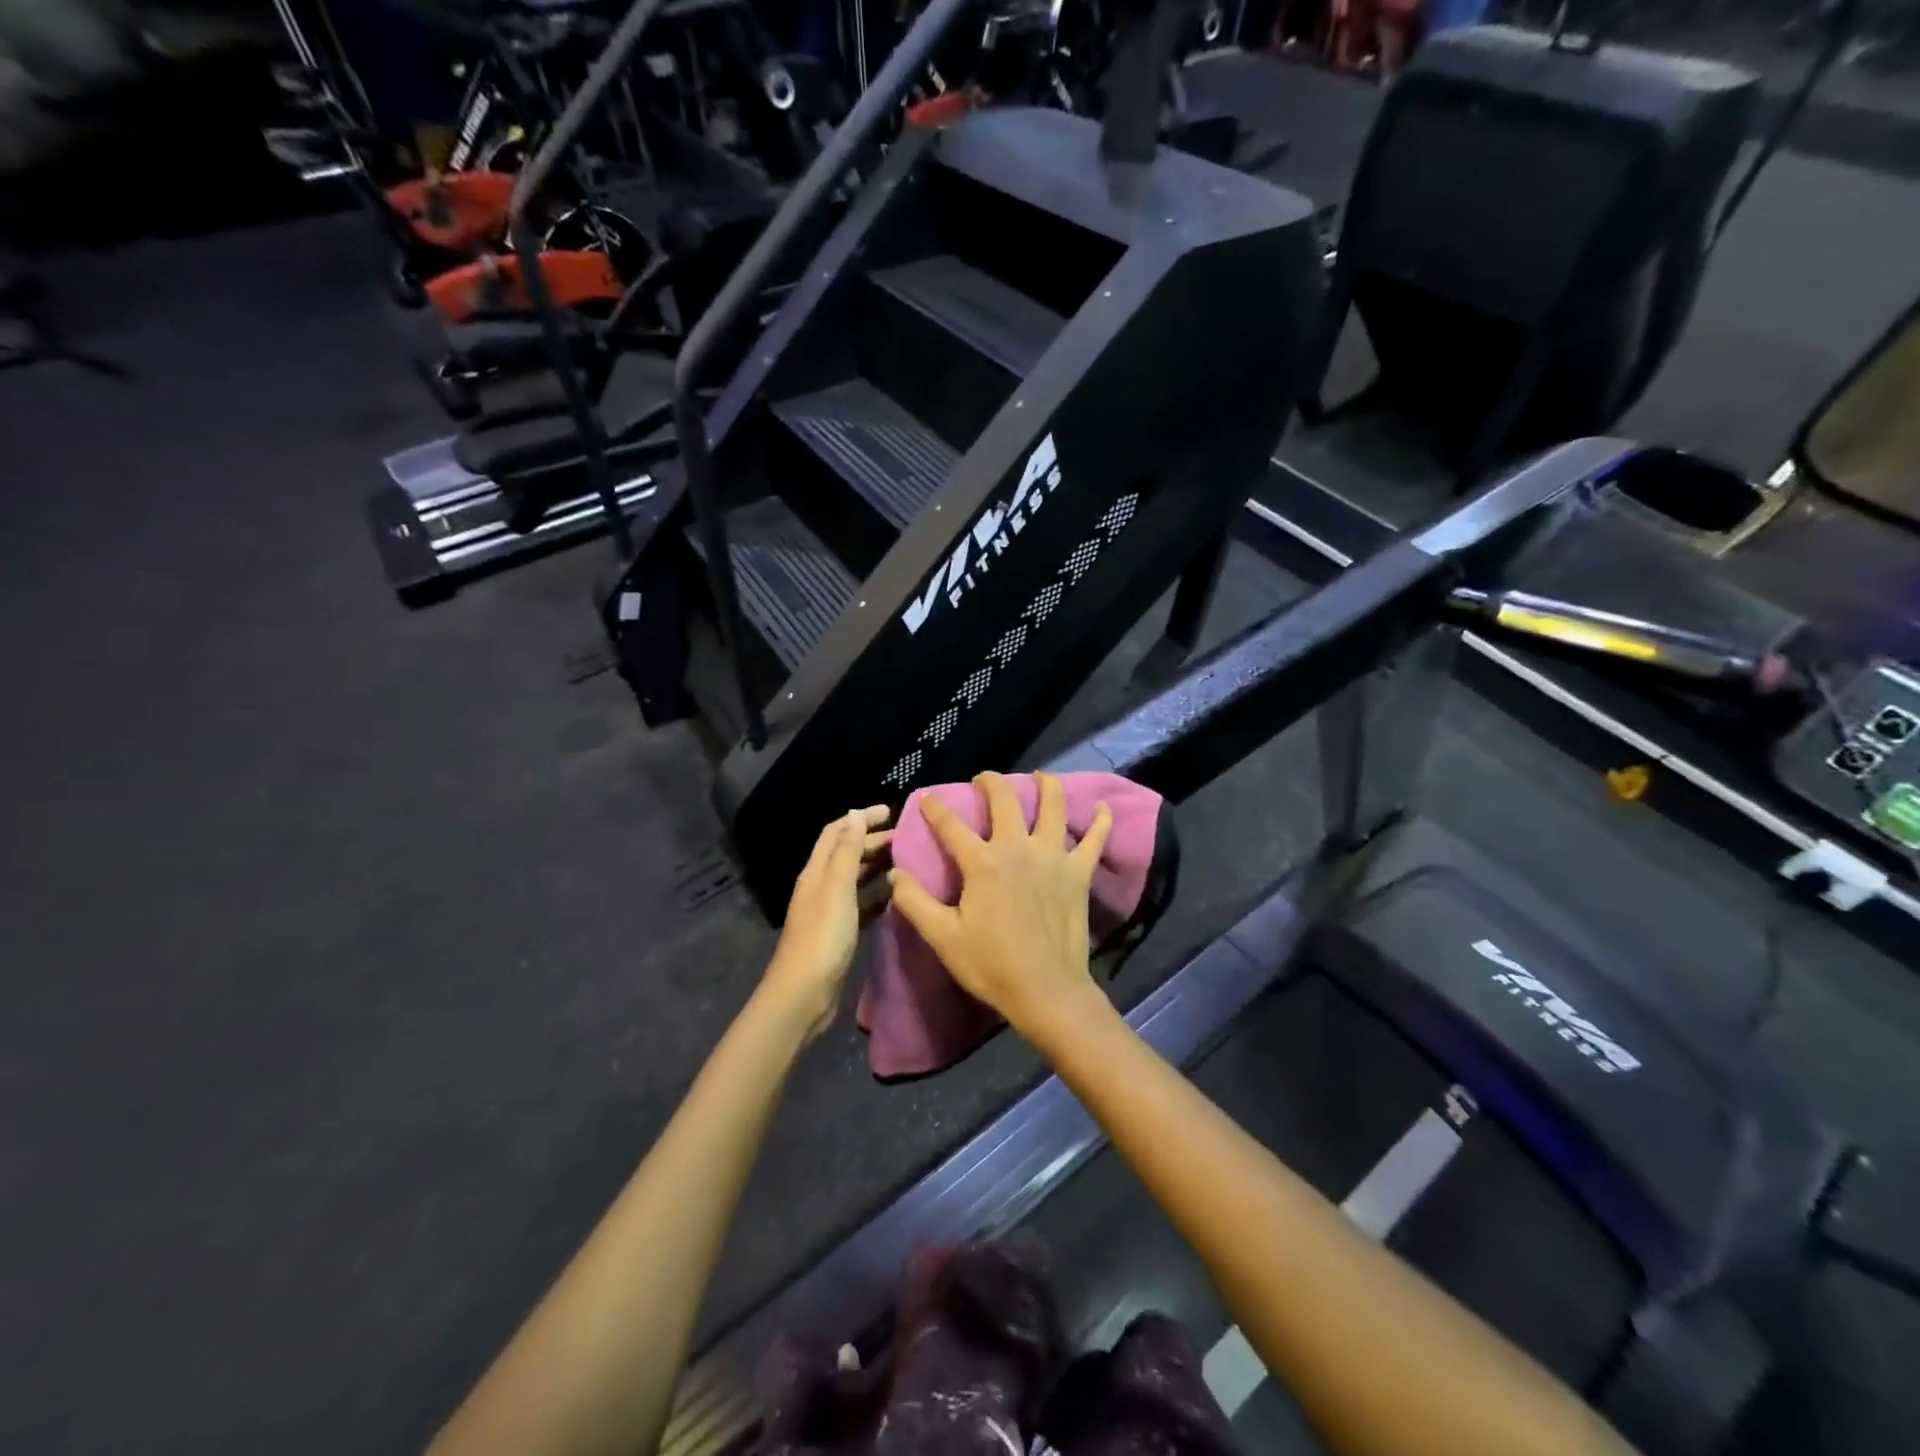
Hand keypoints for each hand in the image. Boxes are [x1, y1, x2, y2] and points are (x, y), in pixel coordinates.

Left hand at [762, 805, 892, 1039]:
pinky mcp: (840, 933)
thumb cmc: (822, 937)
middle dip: (873, 840)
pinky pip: (861, 905)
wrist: (804, 994)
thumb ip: (846, 851)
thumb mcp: (836, 888)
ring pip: (855, 878)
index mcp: (816, 872)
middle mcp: (821, 886)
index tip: (891, 811)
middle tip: (907, 838)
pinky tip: (897, 897)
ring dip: (877, 866)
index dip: (860, 817)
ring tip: (907, 862)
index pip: (837, 832)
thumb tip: (855, 814)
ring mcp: (830, 910)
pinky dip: (878, 895)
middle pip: (847, 853)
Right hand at [887, 772, 1112, 1041]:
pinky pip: (1095, 839)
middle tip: (984, 780)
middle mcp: (1018, 848)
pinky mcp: (1079, 873)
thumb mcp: (943, 937)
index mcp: (983, 863)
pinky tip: (1103, 806)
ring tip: (1039, 776)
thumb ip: (915, 902)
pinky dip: (1101, 820)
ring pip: (1054, 806)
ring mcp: (1054, 857)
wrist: (1046, 991)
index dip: (935, 808)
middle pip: (1005, 799)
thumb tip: (894, 873)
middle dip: (991, 782)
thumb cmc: (991, 965)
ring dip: (1045, 785)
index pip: (951, 825)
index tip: (928, 797)